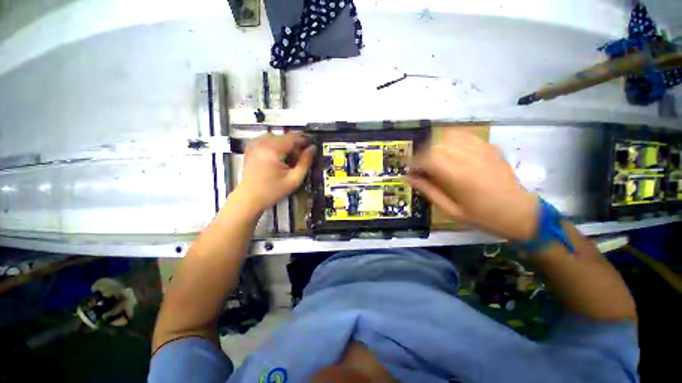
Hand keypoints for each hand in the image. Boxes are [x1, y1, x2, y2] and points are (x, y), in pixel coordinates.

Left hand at [236, 132, 314, 212]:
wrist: (249, 198)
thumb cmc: (273, 191)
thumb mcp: (294, 179)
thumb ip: (305, 162)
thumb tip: (312, 148)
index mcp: (272, 150)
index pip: (292, 137)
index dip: (304, 139)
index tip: (312, 145)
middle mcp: (261, 143)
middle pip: (283, 136)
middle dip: (294, 143)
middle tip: (301, 156)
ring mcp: (254, 144)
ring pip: (275, 136)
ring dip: (285, 144)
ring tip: (289, 157)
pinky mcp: (250, 148)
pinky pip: (266, 139)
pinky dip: (275, 144)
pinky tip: (278, 156)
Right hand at [408, 130, 538, 240]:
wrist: (521, 213)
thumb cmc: (483, 216)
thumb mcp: (450, 210)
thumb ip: (428, 191)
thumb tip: (408, 178)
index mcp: (458, 176)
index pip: (428, 159)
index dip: (413, 162)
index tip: (408, 170)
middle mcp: (469, 158)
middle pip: (436, 145)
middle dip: (422, 155)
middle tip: (420, 168)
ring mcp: (482, 150)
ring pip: (449, 136)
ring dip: (435, 146)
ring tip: (433, 159)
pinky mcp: (490, 147)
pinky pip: (465, 135)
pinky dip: (451, 139)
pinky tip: (449, 150)